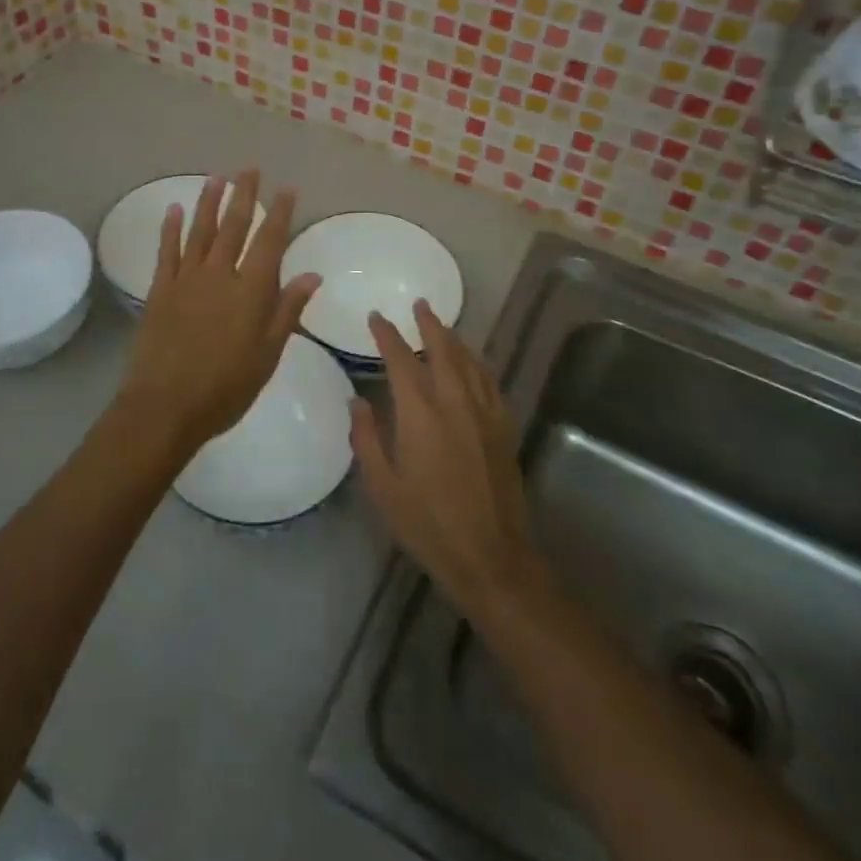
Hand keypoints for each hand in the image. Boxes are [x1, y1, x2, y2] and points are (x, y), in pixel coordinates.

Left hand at [114, 170, 320, 458]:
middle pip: (234, 226)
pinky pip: (167, 252)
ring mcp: (187, 279)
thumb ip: (288, 310)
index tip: (286, 189)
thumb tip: (313, 274)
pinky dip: (171, 229)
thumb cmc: (226, 387)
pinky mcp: (160, 290)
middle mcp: (220, 274)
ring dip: (210, 202)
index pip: (270, 241)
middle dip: (244, 196)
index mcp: (252, 290)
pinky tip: (175, 209)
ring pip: (201, 231)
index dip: (279, 213)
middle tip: (249, 170)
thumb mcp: (269, 354)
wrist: (165, 406)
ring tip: (217, 178)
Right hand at [350, 301, 540, 614]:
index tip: (377, 318)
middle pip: (442, 349)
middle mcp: (455, 402)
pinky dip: (476, 363)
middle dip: (428, 324)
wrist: (490, 555)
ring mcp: (484, 412)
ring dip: (454, 339)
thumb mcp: (383, 486)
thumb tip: (357, 401)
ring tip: (441, 327)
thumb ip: (366, 438)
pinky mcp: (503, 427)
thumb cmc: (427, 523)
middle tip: (419, 305)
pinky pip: (489, 381)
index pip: (401, 359)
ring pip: (469, 361)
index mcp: (420, 413)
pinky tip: (472, 364)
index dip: (387, 335)